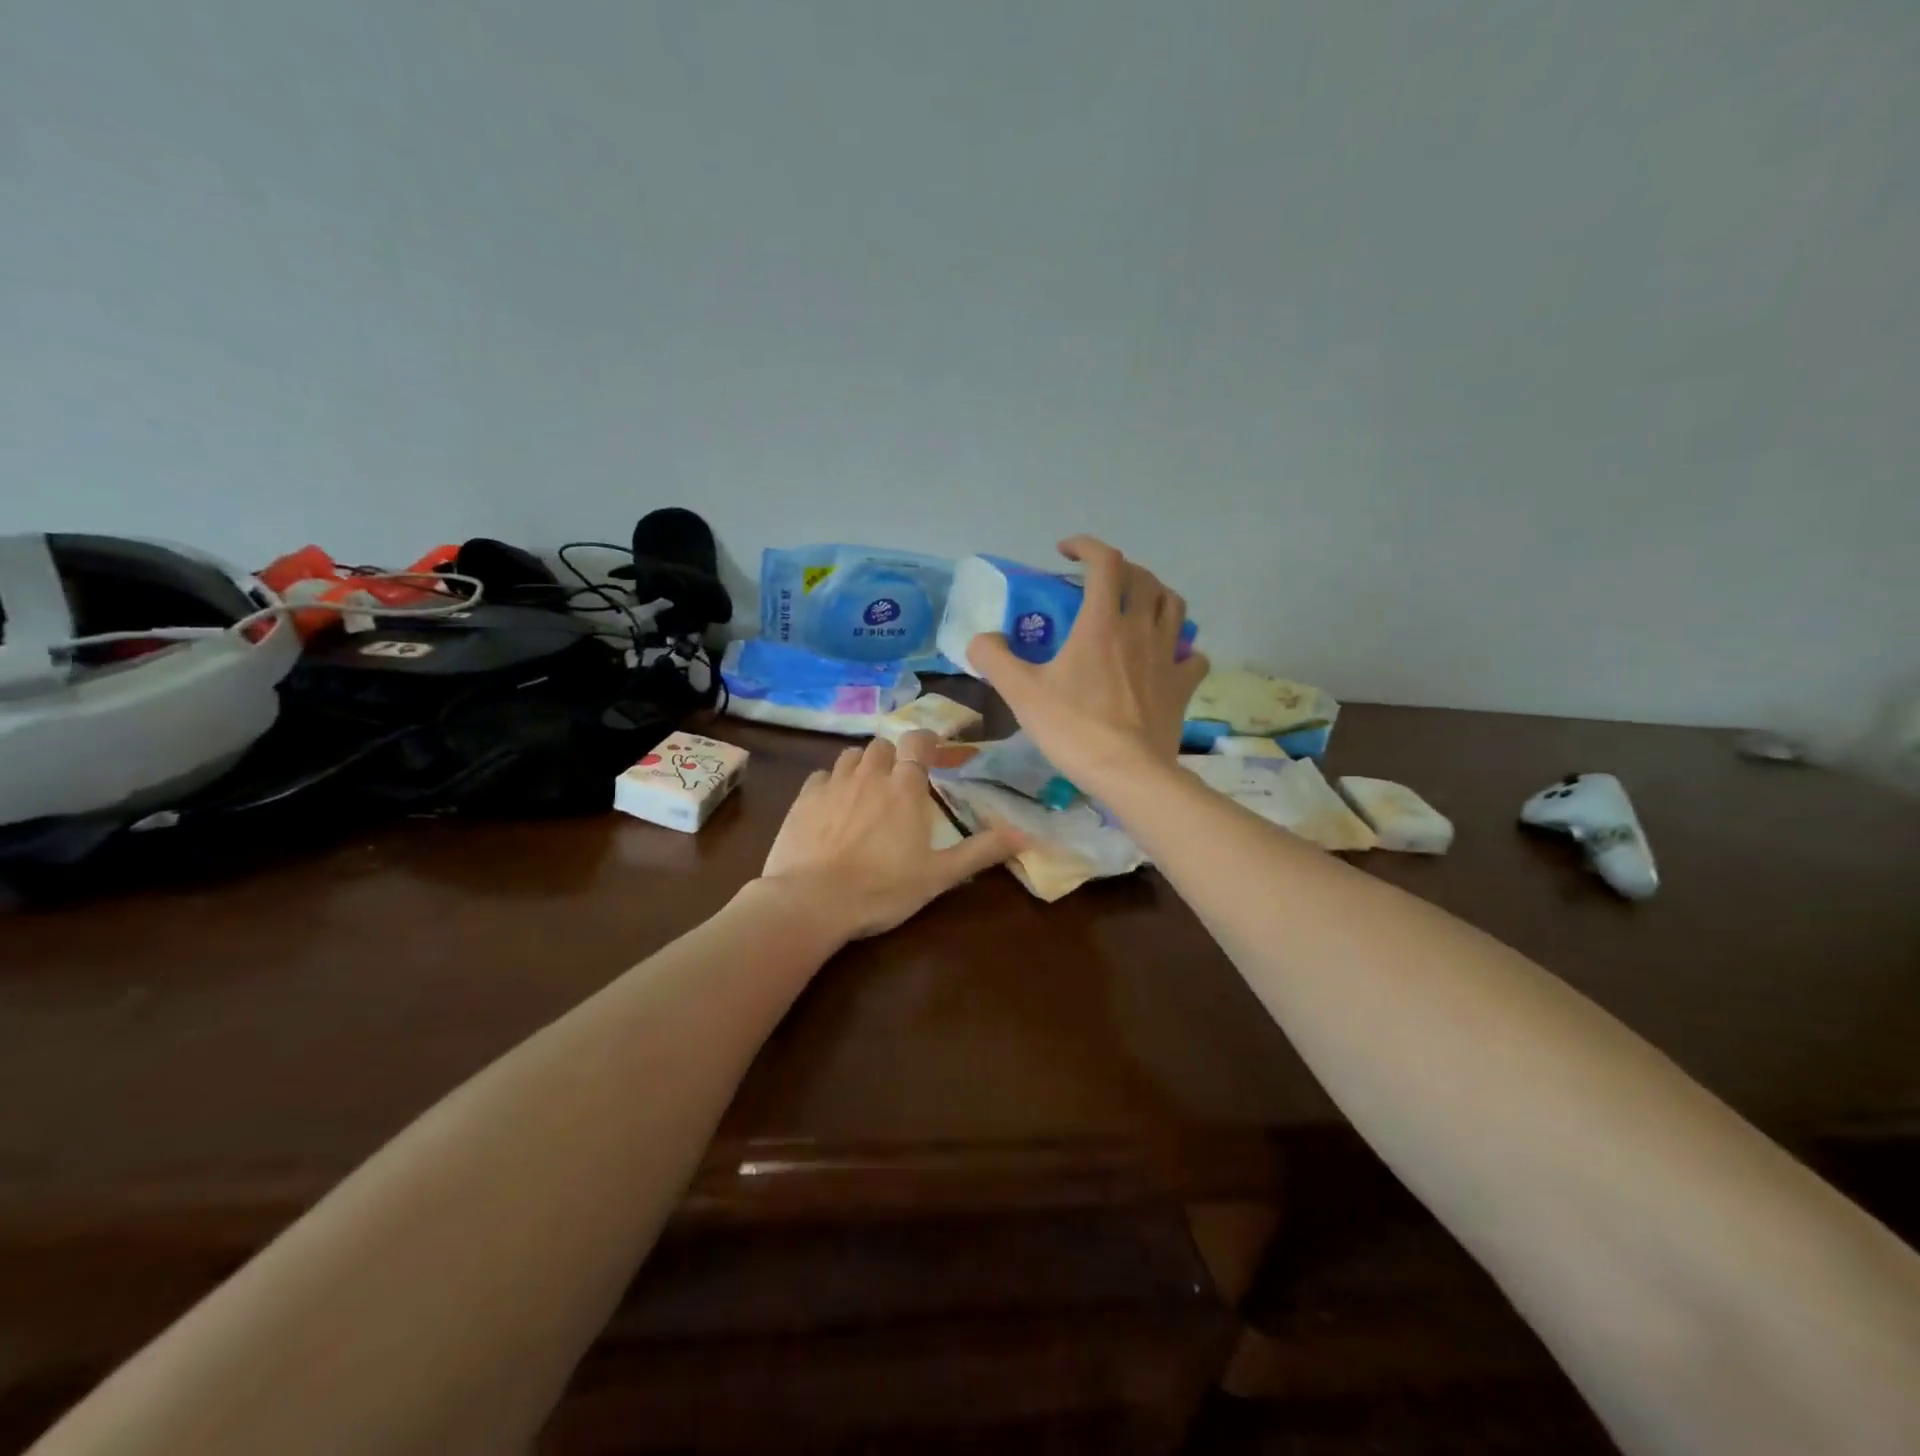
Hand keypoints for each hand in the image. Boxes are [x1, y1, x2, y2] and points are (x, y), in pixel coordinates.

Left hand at [760, 733, 1024, 939]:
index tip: (932, 750)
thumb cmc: (882, 889)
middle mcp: (869, 775)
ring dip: (862, 765)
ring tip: (866, 790)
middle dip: (893, 757)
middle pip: (882, 745)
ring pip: (850, 756)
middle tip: (898, 782)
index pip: (918, 742)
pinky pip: (821, 776)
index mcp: (905, 787)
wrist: (811, 902)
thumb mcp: (939, 875)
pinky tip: (832, 805)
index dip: (927, 741)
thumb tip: (1026, 835)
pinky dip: (831, 782)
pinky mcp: (803, 798)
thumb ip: (981, 851)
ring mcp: (832, 784)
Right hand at [966, 536, 1209, 790]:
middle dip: (1121, 569)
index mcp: (1101, 624)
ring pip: (1174, 607)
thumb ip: (994, 658)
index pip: (1105, 562)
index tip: (1066, 551)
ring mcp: (1168, 657)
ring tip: (1136, 606)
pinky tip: (1168, 657)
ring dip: (1155, 596)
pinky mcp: (1183, 685)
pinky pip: (1193, 656)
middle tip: (1098, 582)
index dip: (1086, 546)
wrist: (1127, 773)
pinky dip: (1182, 648)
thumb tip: (979, 640)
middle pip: (1144, 578)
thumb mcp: (1021, 693)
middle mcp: (1140, 630)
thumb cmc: (1073, 728)